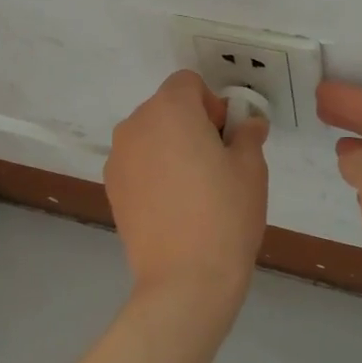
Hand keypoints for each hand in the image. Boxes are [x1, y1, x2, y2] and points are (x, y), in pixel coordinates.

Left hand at [106, 71, 269, 304]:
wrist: (185, 279)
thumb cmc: (225, 213)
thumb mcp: (251, 167)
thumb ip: (247, 134)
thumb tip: (248, 124)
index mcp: (170, 109)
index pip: (189, 83)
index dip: (212, 104)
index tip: (226, 139)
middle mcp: (135, 125)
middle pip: (167, 107)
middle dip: (192, 124)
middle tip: (217, 164)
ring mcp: (118, 158)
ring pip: (150, 136)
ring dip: (171, 147)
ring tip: (194, 189)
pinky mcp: (110, 188)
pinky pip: (137, 163)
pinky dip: (154, 172)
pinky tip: (173, 206)